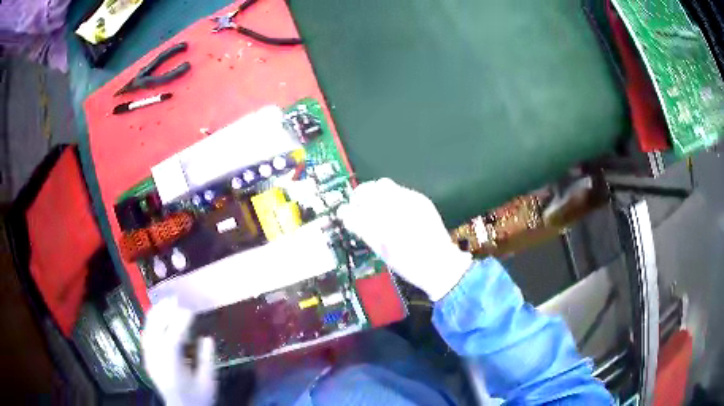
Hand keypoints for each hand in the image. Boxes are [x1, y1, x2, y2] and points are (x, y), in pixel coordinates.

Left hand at [142, 298, 216, 405]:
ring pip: (148, 330)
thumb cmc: (197, 398)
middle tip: (176, 299)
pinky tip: (159, 317)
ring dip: (157, 314)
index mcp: (171, 367)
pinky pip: (147, 335)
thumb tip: (207, 338)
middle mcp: (156, 360)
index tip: (190, 311)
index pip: (172, 339)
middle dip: (164, 312)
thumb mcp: (208, 383)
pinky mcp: (147, 358)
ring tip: (167, 303)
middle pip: (155, 330)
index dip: (181, 322)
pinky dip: (152, 322)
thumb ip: (207, 360)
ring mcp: (149, 358)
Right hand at [338, 178, 472, 300]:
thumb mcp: (382, 252)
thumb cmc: (409, 265)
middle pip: (371, 188)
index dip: (349, 209)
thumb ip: (363, 230)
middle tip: (357, 208)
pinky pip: (399, 190)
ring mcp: (413, 200)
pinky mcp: (422, 199)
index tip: (345, 213)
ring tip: (374, 208)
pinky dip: (390, 196)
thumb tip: (347, 215)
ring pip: (384, 185)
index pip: (359, 207)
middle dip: (360, 196)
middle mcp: (400, 207)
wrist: (440, 265)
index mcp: (387, 224)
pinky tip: (391, 210)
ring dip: (374, 194)